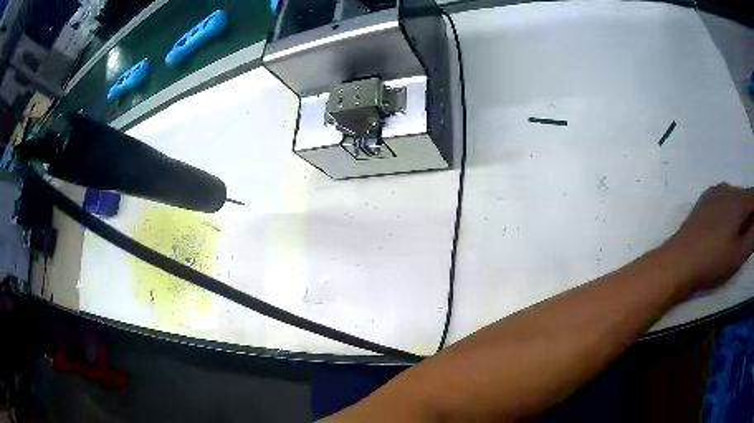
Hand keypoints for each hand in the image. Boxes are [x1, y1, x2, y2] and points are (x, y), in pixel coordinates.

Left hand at [660, 184, 753, 292]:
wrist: (679, 261)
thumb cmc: (713, 260)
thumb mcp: (739, 253)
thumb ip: (753, 235)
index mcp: (738, 200)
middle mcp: (727, 189)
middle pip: (745, 196)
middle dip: (750, 212)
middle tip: (748, 236)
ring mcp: (714, 192)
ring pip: (735, 198)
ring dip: (740, 212)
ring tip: (736, 236)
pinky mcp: (704, 200)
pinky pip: (723, 200)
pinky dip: (729, 211)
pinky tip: (724, 230)